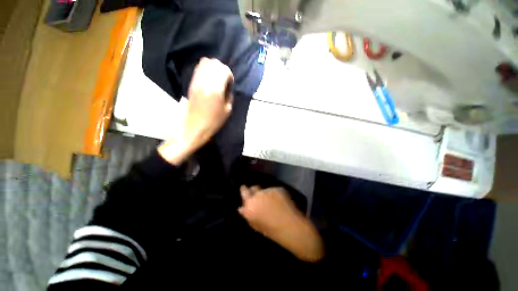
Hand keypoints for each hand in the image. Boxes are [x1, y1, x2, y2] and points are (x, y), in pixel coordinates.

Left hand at [159, 58, 233, 164]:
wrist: (195, 127)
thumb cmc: (214, 121)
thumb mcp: (228, 110)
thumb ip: (229, 94)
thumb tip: (227, 86)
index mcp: (216, 89)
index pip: (224, 70)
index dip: (229, 75)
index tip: (230, 84)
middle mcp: (205, 82)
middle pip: (214, 63)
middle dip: (222, 69)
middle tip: (224, 80)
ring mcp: (196, 81)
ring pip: (205, 62)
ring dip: (213, 68)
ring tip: (216, 79)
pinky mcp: (191, 83)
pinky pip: (198, 69)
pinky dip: (205, 70)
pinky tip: (209, 80)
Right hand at [239, 186, 324, 261]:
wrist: (290, 226)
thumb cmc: (271, 230)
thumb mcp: (255, 224)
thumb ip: (247, 214)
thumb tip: (240, 208)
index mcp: (250, 204)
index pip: (244, 191)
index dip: (244, 189)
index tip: (245, 189)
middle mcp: (258, 194)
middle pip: (254, 187)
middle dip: (254, 190)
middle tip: (258, 195)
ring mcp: (268, 190)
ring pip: (265, 190)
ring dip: (266, 194)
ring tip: (273, 202)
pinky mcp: (278, 188)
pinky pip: (274, 190)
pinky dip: (276, 195)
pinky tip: (281, 202)